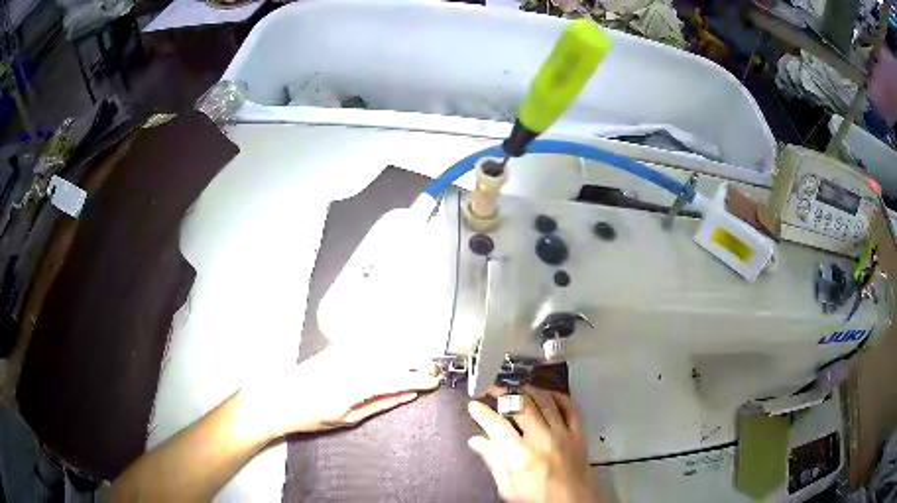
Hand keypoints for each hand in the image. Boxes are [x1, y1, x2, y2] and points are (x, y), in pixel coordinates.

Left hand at [239, 345, 439, 439]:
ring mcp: (344, 351)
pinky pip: (370, 341)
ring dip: (407, 351)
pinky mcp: (338, 346)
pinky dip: (389, 344)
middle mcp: (352, 362)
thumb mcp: (348, 418)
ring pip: (385, 345)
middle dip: (418, 361)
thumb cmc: (311, 415)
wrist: (279, 397)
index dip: (419, 378)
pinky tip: (398, 348)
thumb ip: (381, 403)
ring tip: (422, 361)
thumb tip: (408, 394)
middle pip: (394, 356)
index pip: (397, 377)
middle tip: (434, 370)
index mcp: (356, 384)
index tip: (434, 382)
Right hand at [467, 386, 598, 502]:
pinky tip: (546, 395)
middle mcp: (542, 439)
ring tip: (516, 389)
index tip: (473, 405)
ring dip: (528, 391)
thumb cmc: (536, 497)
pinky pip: (569, 406)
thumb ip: (493, 461)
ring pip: (544, 401)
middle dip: (503, 393)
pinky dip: (557, 396)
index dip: (482, 412)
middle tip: (492, 389)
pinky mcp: (578, 432)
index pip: (497, 425)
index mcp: (520, 456)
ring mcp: (563, 433)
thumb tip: (475, 440)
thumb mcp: (508, 487)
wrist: (573, 502)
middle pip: (521, 405)